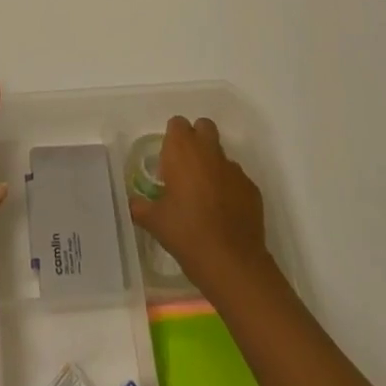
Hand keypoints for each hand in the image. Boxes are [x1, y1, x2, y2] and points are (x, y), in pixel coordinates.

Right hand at [128, 115, 273, 296]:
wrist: (231, 262)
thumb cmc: (186, 233)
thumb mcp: (154, 221)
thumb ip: (140, 206)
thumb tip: (133, 203)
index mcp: (182, 150)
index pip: (177, 124)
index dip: (172, 139)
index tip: (167, 163)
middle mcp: (209, 151)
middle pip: (204, 127)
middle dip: (196, 140)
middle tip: (187, 169)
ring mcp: (234, 169)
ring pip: (221, 155)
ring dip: (213, 166)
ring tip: (206, 198)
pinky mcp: (252, 188)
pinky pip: (237, 179)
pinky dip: (230, 188)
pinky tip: (224, 214)